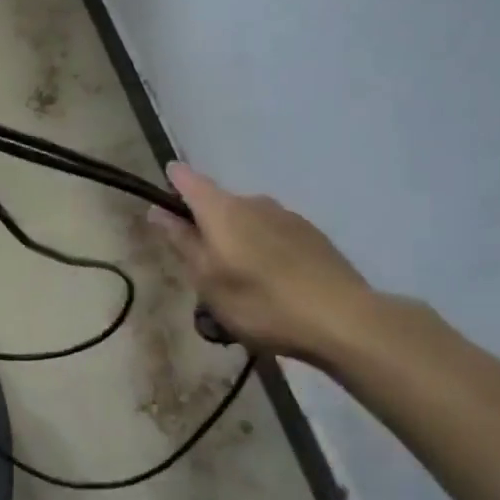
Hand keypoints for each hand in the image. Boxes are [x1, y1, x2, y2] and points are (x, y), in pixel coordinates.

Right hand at [149, 163, 375, 365]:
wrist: (343, 320)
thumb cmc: (261, 302)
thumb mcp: (207, 280)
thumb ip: (182, 242)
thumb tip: (156, 211)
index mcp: (222, 209)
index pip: (188, 180)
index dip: (172, 184)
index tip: (162, 202)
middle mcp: (254, 202)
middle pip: (218, 204)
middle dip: (206, 227)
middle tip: (202, 268)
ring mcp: (287, 217)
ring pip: (247, 221)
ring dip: (237, 241)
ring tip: (240, 283)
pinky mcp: (312, 236)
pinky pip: (273, 235)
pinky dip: (264, 251)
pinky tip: (272, 285)